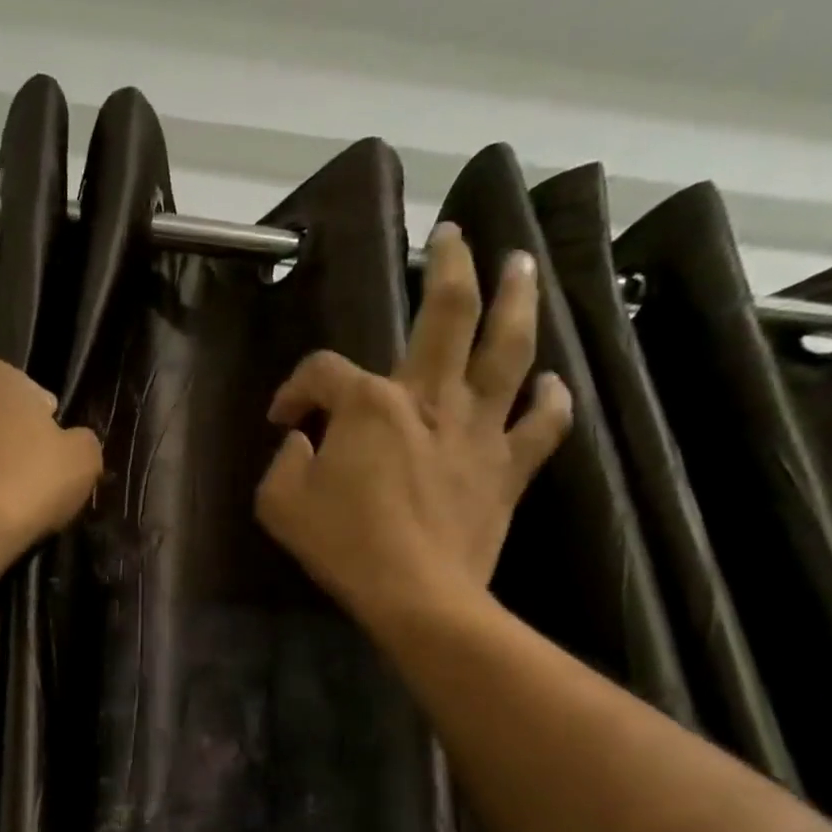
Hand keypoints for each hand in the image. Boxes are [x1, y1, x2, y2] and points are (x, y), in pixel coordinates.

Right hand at [255, 223, 572, 627]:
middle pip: (448, 314)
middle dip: (451, 266)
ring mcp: (477, 430)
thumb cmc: (343, 547)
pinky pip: (541, 425)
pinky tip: (550, 383)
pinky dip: (550, 401)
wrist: (416, 595)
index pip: (323, 372)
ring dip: (517, 300)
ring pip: (507, 350)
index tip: (283, 420)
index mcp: (368, 405)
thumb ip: (284, 463)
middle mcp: (429, 399)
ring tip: (522, 265)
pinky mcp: (508, 468)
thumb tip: (303, 443)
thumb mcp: (281, 505)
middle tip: (455, 235)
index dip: (294, 389)